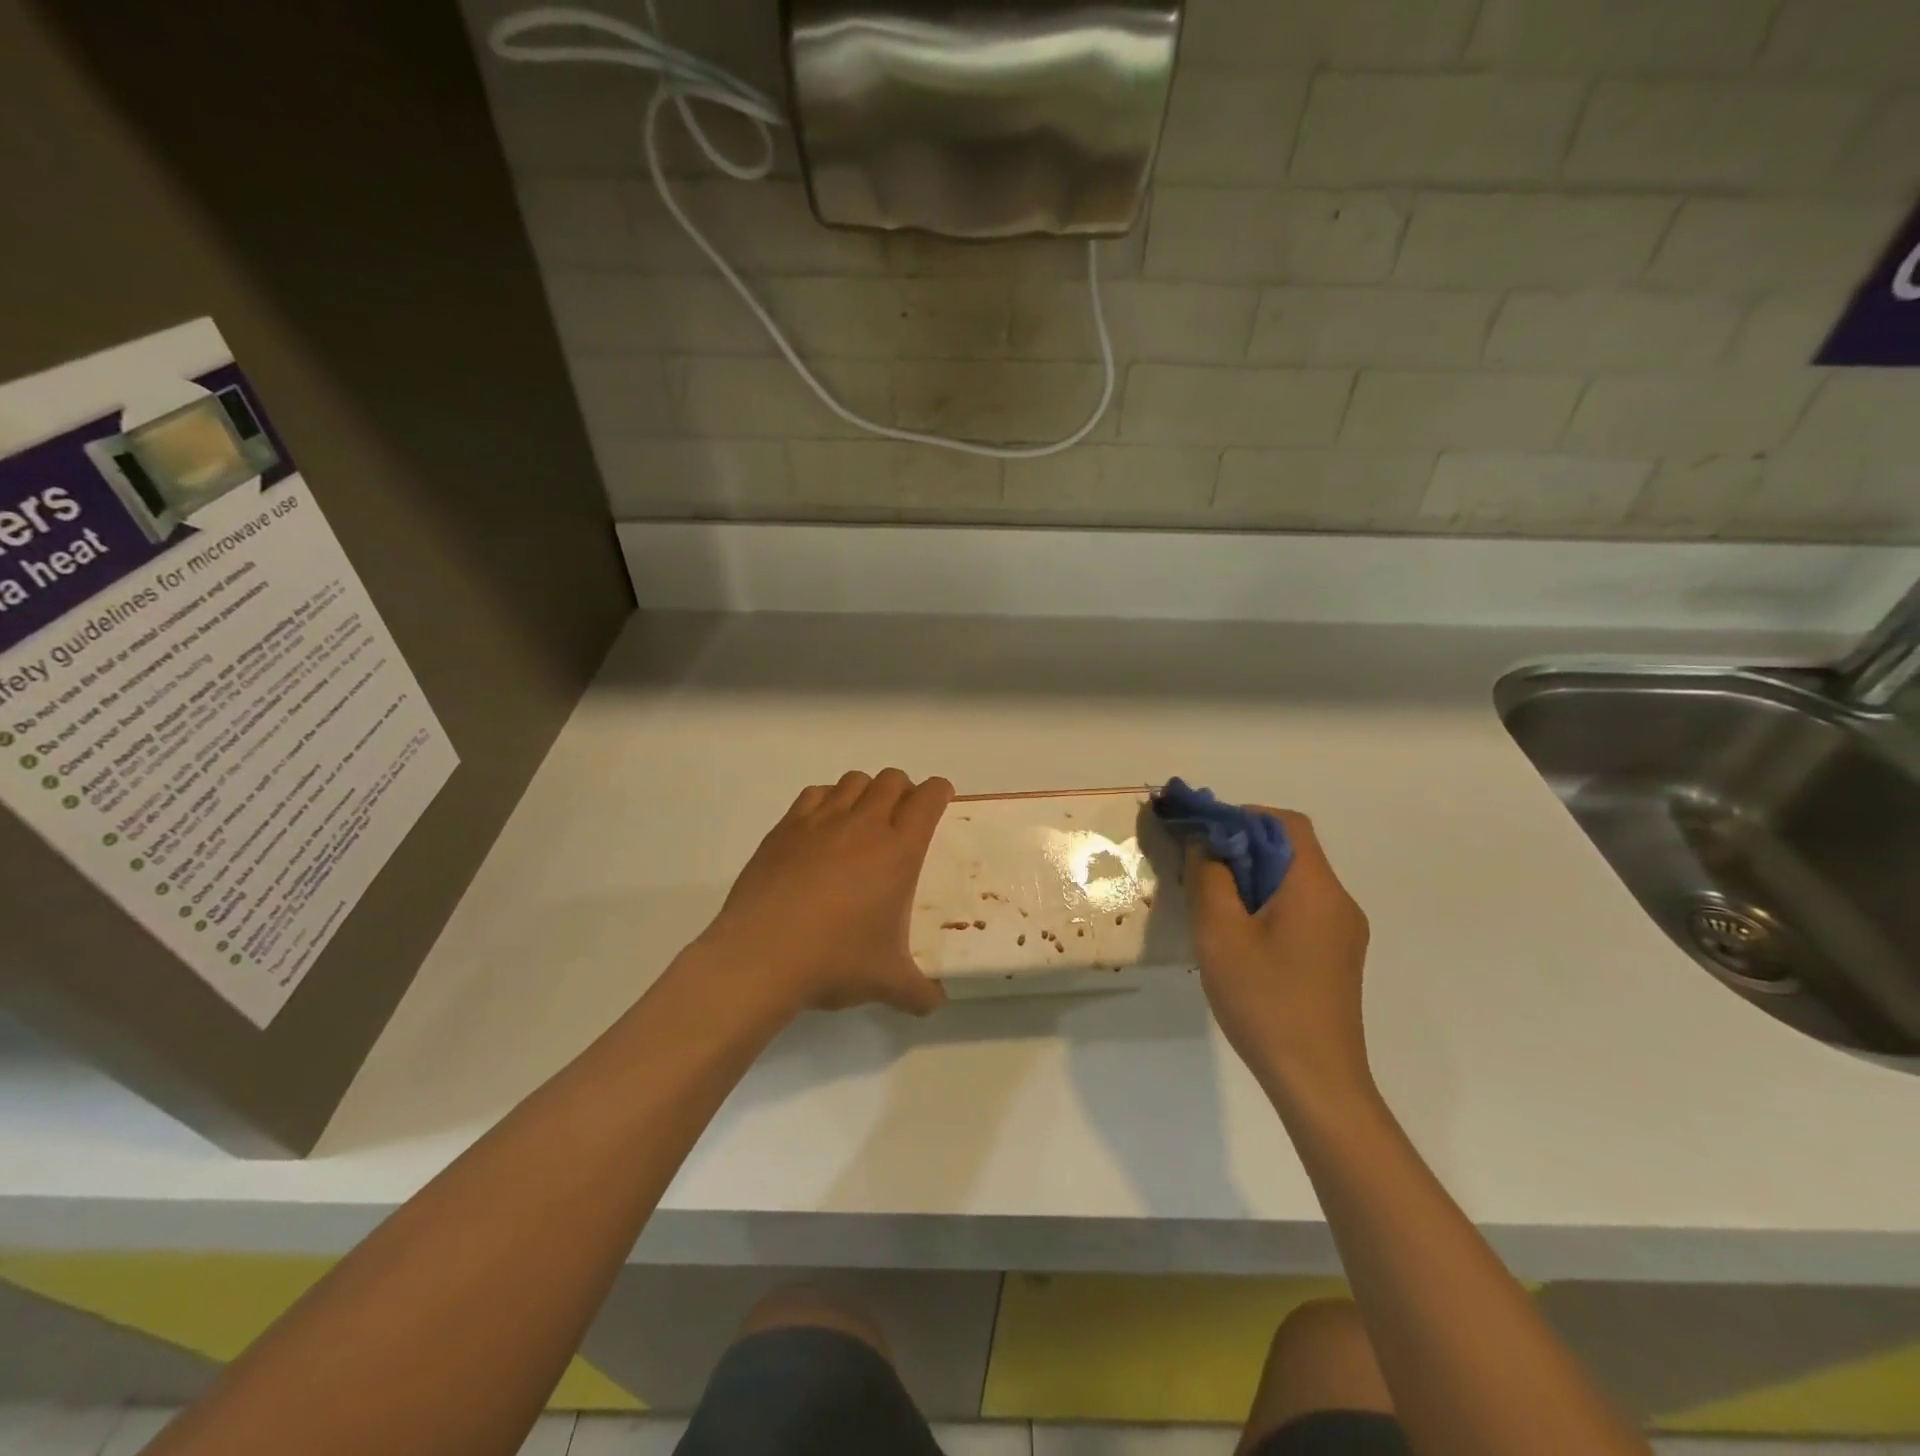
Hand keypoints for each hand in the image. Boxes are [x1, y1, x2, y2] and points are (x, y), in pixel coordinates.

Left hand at [697, 769, 954, 1016]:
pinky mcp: (785, 828)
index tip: (940, 800)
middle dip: (904, 790)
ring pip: (853, 780)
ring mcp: (820, 821)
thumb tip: (935, 1003)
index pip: (928, 799)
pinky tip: (823, 828)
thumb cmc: (835, 961)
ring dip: (866, 791)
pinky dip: (827, 799)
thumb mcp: (888, 983)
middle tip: (902, 817)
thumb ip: (919, 991)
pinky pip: (814, 794)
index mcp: (898, 851)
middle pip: (891, 780)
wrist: (761, 956)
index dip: (939, 792)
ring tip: (862, 819)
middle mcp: (863, 824)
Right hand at [1183, 808, 1373, 1111]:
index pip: (1286, 824)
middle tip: (1198, 868)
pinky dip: (1266, 904)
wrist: (1316, 1082)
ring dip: (1251, 878)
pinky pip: (1299, 910)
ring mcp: (1343, 932)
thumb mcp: (1220, 933)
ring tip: (1211, 903)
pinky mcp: (1336, 957)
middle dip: (1241, 848)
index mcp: (1316, 888)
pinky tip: (1237, 936)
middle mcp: (1338, 902)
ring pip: (1293, 882)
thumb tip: (1208, 843)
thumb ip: (1210, 877)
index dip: (1242, 816)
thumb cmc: (1264, 1000)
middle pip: (1290, 851)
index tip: (1203, 833)